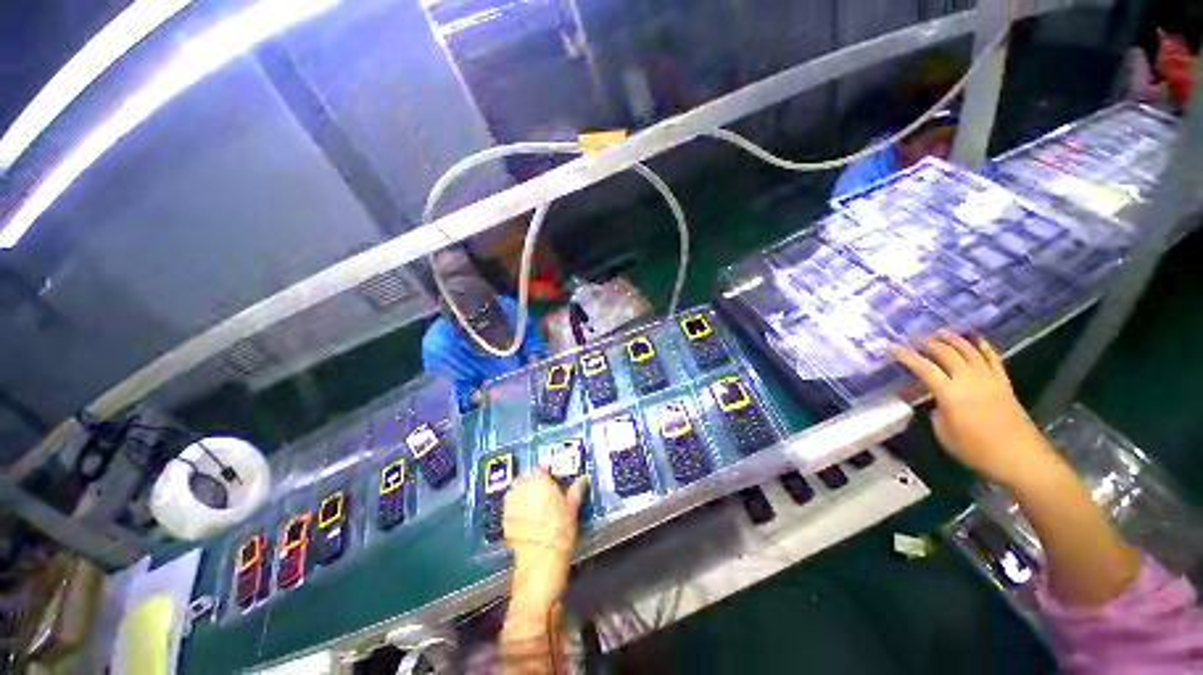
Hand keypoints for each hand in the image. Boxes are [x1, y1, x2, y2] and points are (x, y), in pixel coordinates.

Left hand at [503, 468, 586, 616]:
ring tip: (532, 508)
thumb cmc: (560, 529)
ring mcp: (510, 503)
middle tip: (543, 497)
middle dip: (532, 485)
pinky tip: (524, 520)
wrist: (541, 558)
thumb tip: (582, 480)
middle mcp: (522, 487)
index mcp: (539, 480)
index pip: (540, 469)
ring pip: (515, 493)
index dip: (545, 476)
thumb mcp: (572, 508)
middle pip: (525, 480)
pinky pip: (510, 508)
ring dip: (522, 496)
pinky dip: (516, 511)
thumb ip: (575, 490)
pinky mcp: (504, 519)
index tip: (550, 483)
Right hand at [891, 331, 1054, 485]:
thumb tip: (936, 400)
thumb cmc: (976, 450)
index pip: (923, 368)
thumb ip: (936, 411)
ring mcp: (989, 379)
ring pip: (969, 351)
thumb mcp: (944, 434)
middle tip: (914, 338)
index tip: (892, 347)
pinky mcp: (1003, 383)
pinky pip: (993, 358)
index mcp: (950, 394)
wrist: (1020, 458)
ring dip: (953, 339)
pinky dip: (983, 346)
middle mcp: (969, 380)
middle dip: (928, 343)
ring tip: (940, 331)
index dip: (906, 356)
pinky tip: (976, 339)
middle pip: (946, 353)